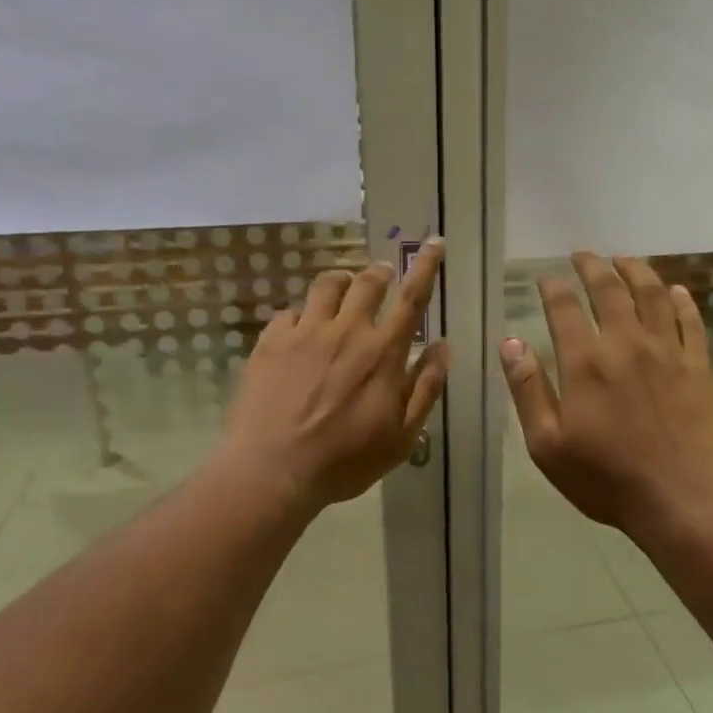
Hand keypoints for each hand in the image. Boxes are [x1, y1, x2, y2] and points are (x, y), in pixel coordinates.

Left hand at [221, 239, 447, 508]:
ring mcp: (304, 333)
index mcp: (383, 352)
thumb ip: (425, 387)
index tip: (433, 242)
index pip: (412, 298)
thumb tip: (442, 346)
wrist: (272, 470)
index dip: (426, 266)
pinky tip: (299, 330)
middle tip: (383, 274)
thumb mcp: (402, 436)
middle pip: (367, 282)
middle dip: (380, 271)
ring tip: (342, 290)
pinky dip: (301, 315)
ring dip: (341, 282)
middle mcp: (346, 330)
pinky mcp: (270, 342)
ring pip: (326, 286)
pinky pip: (289, 312)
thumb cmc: (345, 460)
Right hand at [501, 251, 712, 534]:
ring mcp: (667, 351)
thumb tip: (510, 343)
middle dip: (593, 266)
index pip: (564, 308)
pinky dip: (681, 301)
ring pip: (652, 294)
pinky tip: (675, 291)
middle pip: (609, 289)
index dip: (553, 287)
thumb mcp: (548, 444)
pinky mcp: (698, 365)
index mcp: (585, 362)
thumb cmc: (606, 478)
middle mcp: (626, 343)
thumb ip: (528, 390)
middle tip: (583, 254)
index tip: (546, 278)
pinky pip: (690, 321)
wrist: (683, 498)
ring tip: (624, 259)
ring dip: (636, 270)